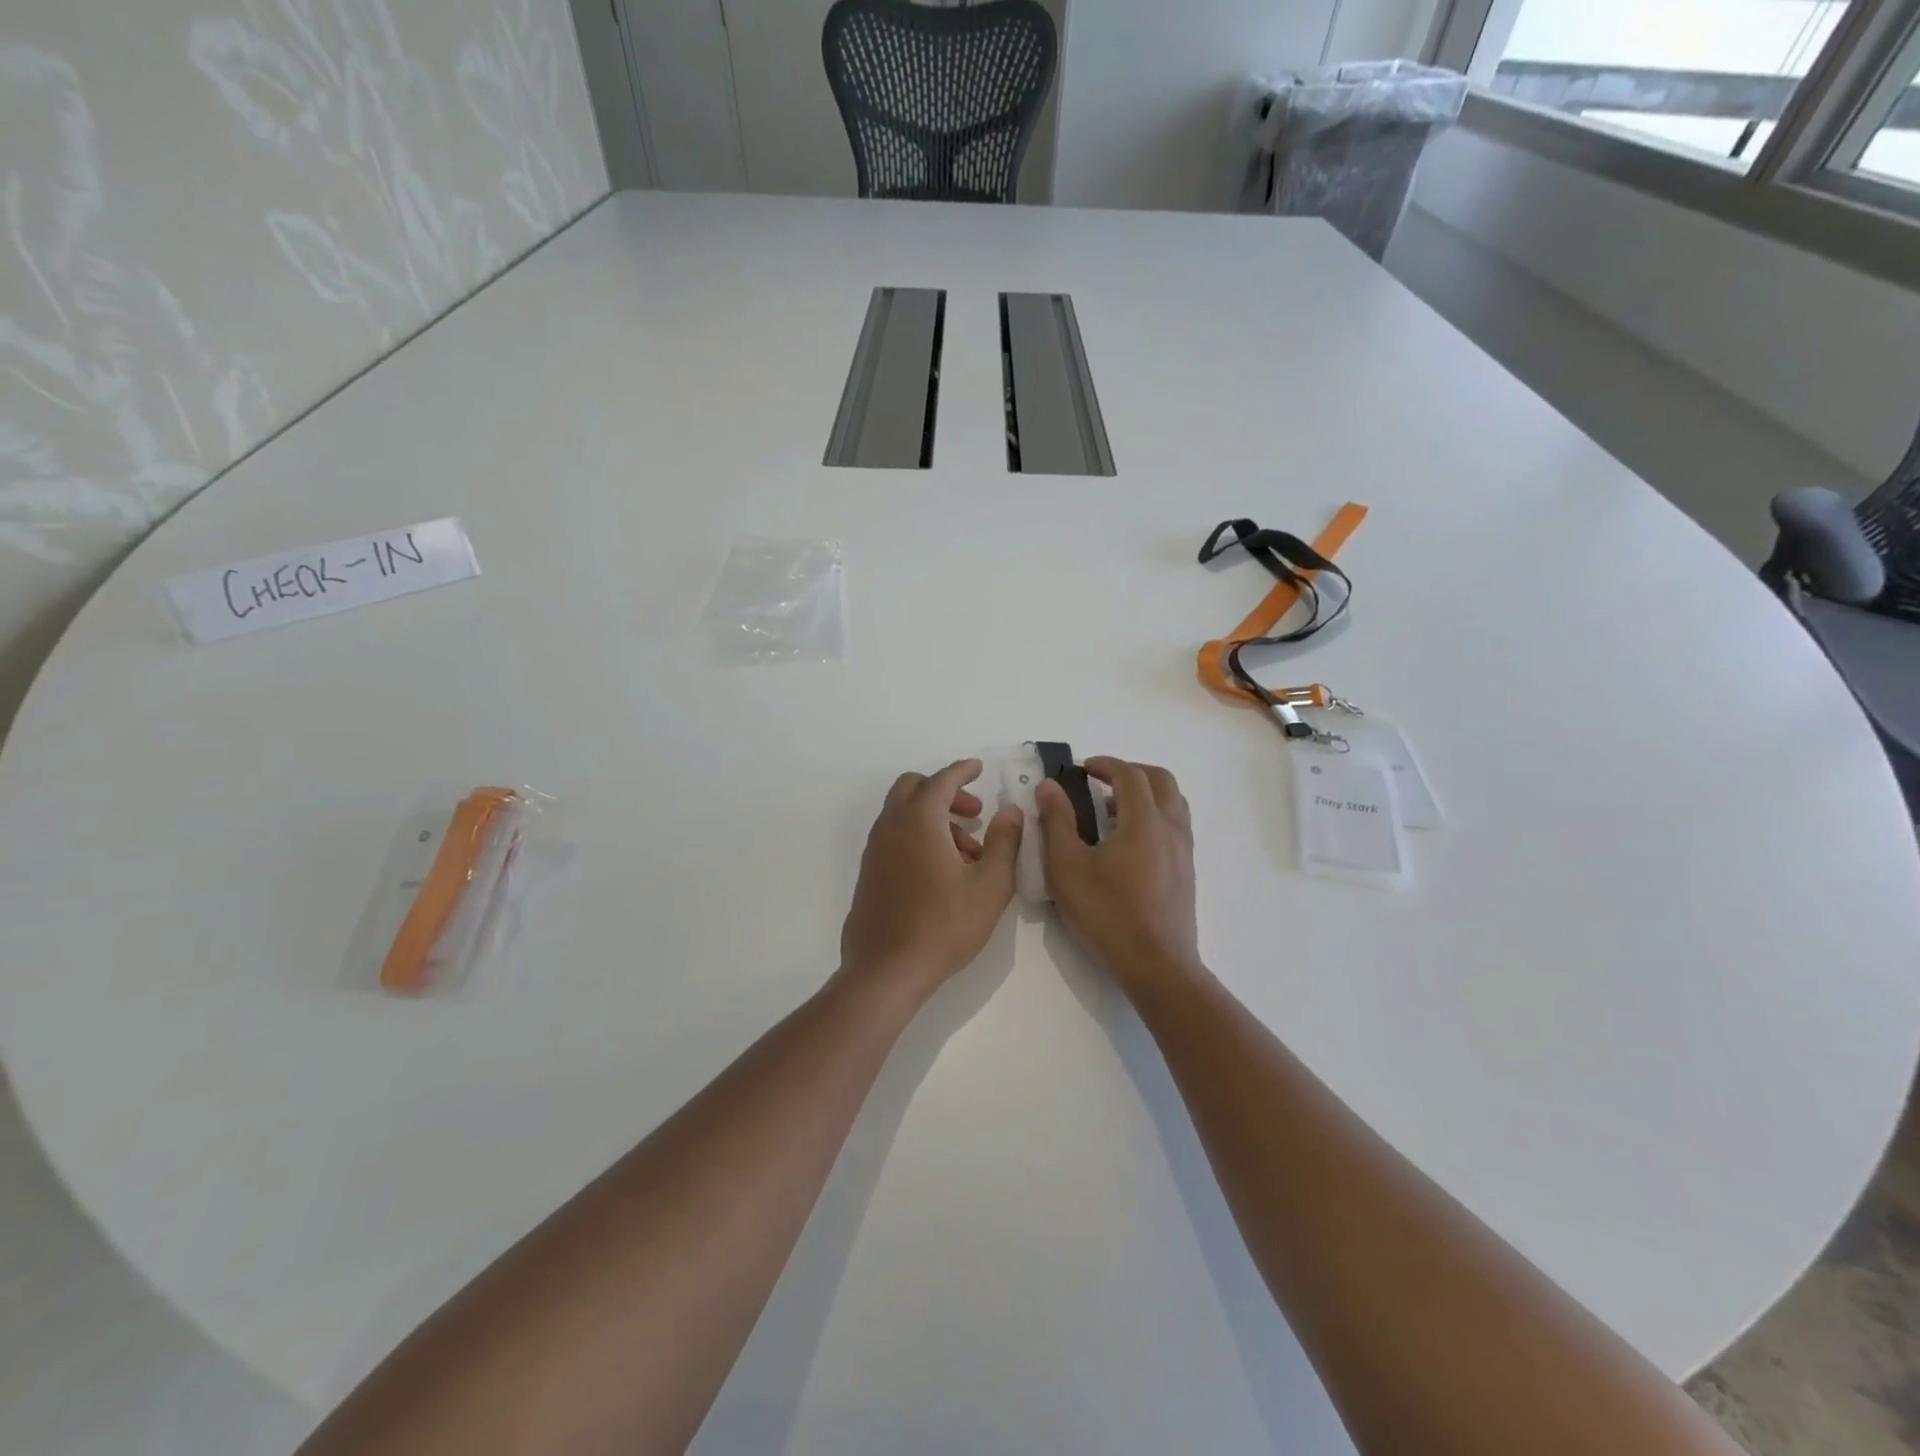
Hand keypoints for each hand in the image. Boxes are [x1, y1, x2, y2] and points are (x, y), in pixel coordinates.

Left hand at [840, 759, 1022, 1003]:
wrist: (886, 969)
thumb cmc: (944, 925)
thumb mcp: (990, 885)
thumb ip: (1004, 842)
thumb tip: (1011, 811)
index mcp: (919, 820)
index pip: (942, 780)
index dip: (963, 770)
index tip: (979, 768)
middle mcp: (891, 826)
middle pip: (914, 788)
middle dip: (946, 792)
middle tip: (974, 814)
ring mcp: (875, 849)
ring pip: (903, 814)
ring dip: (934, 818)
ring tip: (967, 853)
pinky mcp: (869, 872)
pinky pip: (895, 836)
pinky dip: (918, 835)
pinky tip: (942, 871)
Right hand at [1037, 758, 1201, 995]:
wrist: (1156, 964)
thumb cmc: (1107, 913)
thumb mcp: (1067, 867)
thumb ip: (1057, 822)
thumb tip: (1049, 786)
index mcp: (1144, 821)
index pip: (1130, 775)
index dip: (1105, 764)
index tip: (1082, 768)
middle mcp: (1171, 828)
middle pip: (1161, 780)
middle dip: (1131, 771)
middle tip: (1101, 780)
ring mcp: (1184, 850)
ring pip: (1174, 802)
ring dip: (1146, 793)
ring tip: (1113, 810)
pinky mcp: (1187, 871)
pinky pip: (1176, 825)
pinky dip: (1155, 815)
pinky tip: (1129, 843)